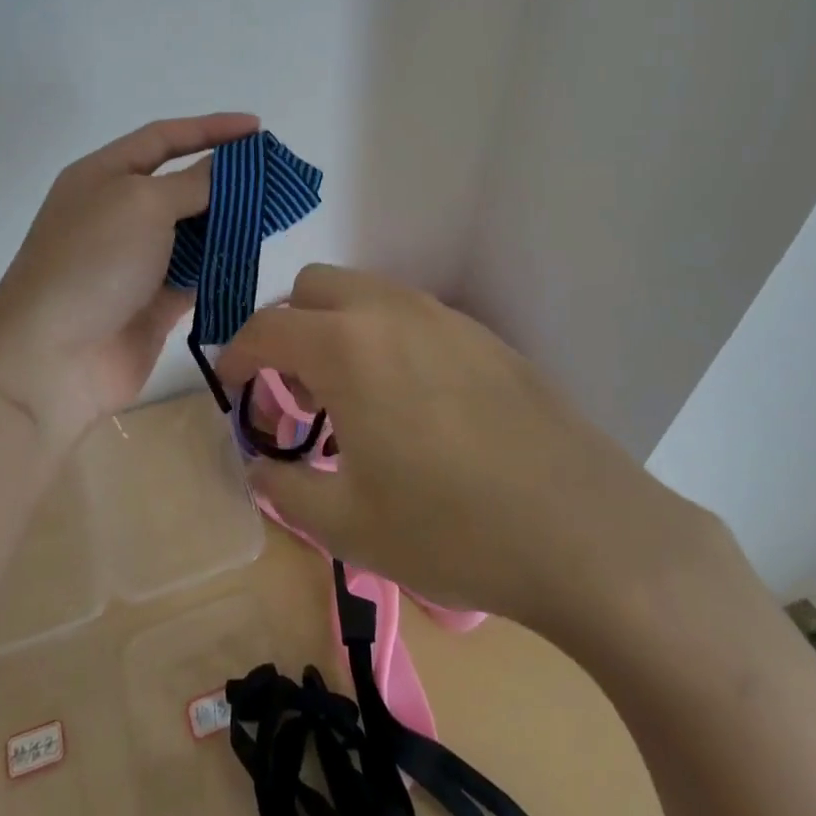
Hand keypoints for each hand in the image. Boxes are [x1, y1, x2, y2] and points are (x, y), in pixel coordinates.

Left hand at [0, 113, 258, 444]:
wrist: (51, 360)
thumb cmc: (93, 262)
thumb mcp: (143, 203)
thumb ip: (193, 182)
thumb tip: (226, 167)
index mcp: (104, 175)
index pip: (164, 138)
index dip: (210, 128)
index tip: (257, 128)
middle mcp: (119, 211)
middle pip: (182, 183)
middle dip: (227, 178)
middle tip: (275, 175)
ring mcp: (136, 259)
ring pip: (194, 229)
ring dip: (230, 221)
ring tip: (276, 212)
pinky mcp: (154, 301)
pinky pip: (198, 273)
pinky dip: (223, 263)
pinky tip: (255, 254)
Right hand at [215, 265, 731, 634]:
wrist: (583, 529)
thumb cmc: (452, 529)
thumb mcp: (347, 525)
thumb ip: (284, 488)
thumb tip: (260, 465)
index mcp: (346, 346)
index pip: (267, 327)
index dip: (236, 355)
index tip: (232, 386)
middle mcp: (389, 310)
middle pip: (313, 286)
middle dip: (288, 328)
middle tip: (296, 390)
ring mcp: (441, 315)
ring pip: (365, 291)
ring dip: (337, 326)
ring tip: (352, 394)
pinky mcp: (481, 332)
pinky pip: (410, 312)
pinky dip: (384, 334)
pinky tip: (411, 398)